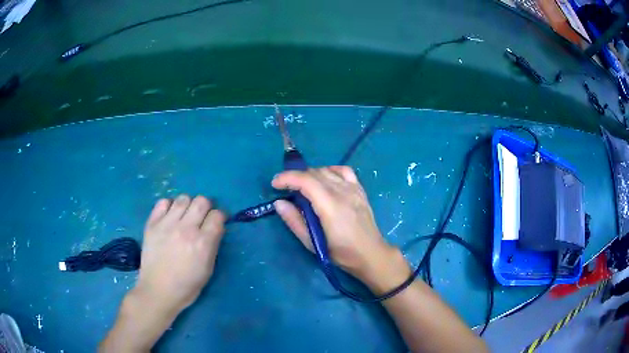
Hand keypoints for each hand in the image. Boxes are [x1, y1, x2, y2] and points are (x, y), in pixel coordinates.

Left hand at [134, 195, 226, 315]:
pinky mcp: (152, 224)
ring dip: (188, 205)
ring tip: (184, 216)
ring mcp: (167, 224)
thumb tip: (215, 228)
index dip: (219, 217)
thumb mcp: (208, 269)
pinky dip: (169, 206)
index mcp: (203, 243)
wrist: (158, 291)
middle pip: (202, 201)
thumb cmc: (187, 285)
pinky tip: (169, 217)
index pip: (217, 215)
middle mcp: (186, 229)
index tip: (217, 223)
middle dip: (206, 207)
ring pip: (183, 198)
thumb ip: (213, 245)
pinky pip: (163, 202)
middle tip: (201, 218)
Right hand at [272, 166, 409, 292]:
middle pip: (314, 173)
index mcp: (330, 206)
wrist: (371, 254)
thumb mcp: (313, 243)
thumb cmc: (341, 253)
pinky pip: (344, 171)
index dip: (287, 178)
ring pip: (327, 170)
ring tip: (303, 187)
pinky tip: (325, 180)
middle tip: (285, 188)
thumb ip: (295, 221)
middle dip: (296, 176)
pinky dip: (330, 170)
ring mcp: (353, 189)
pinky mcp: (360, 190)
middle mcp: (343, 192)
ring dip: (310, 174)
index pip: (306, 180)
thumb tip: (279, 203)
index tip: (275, 184)